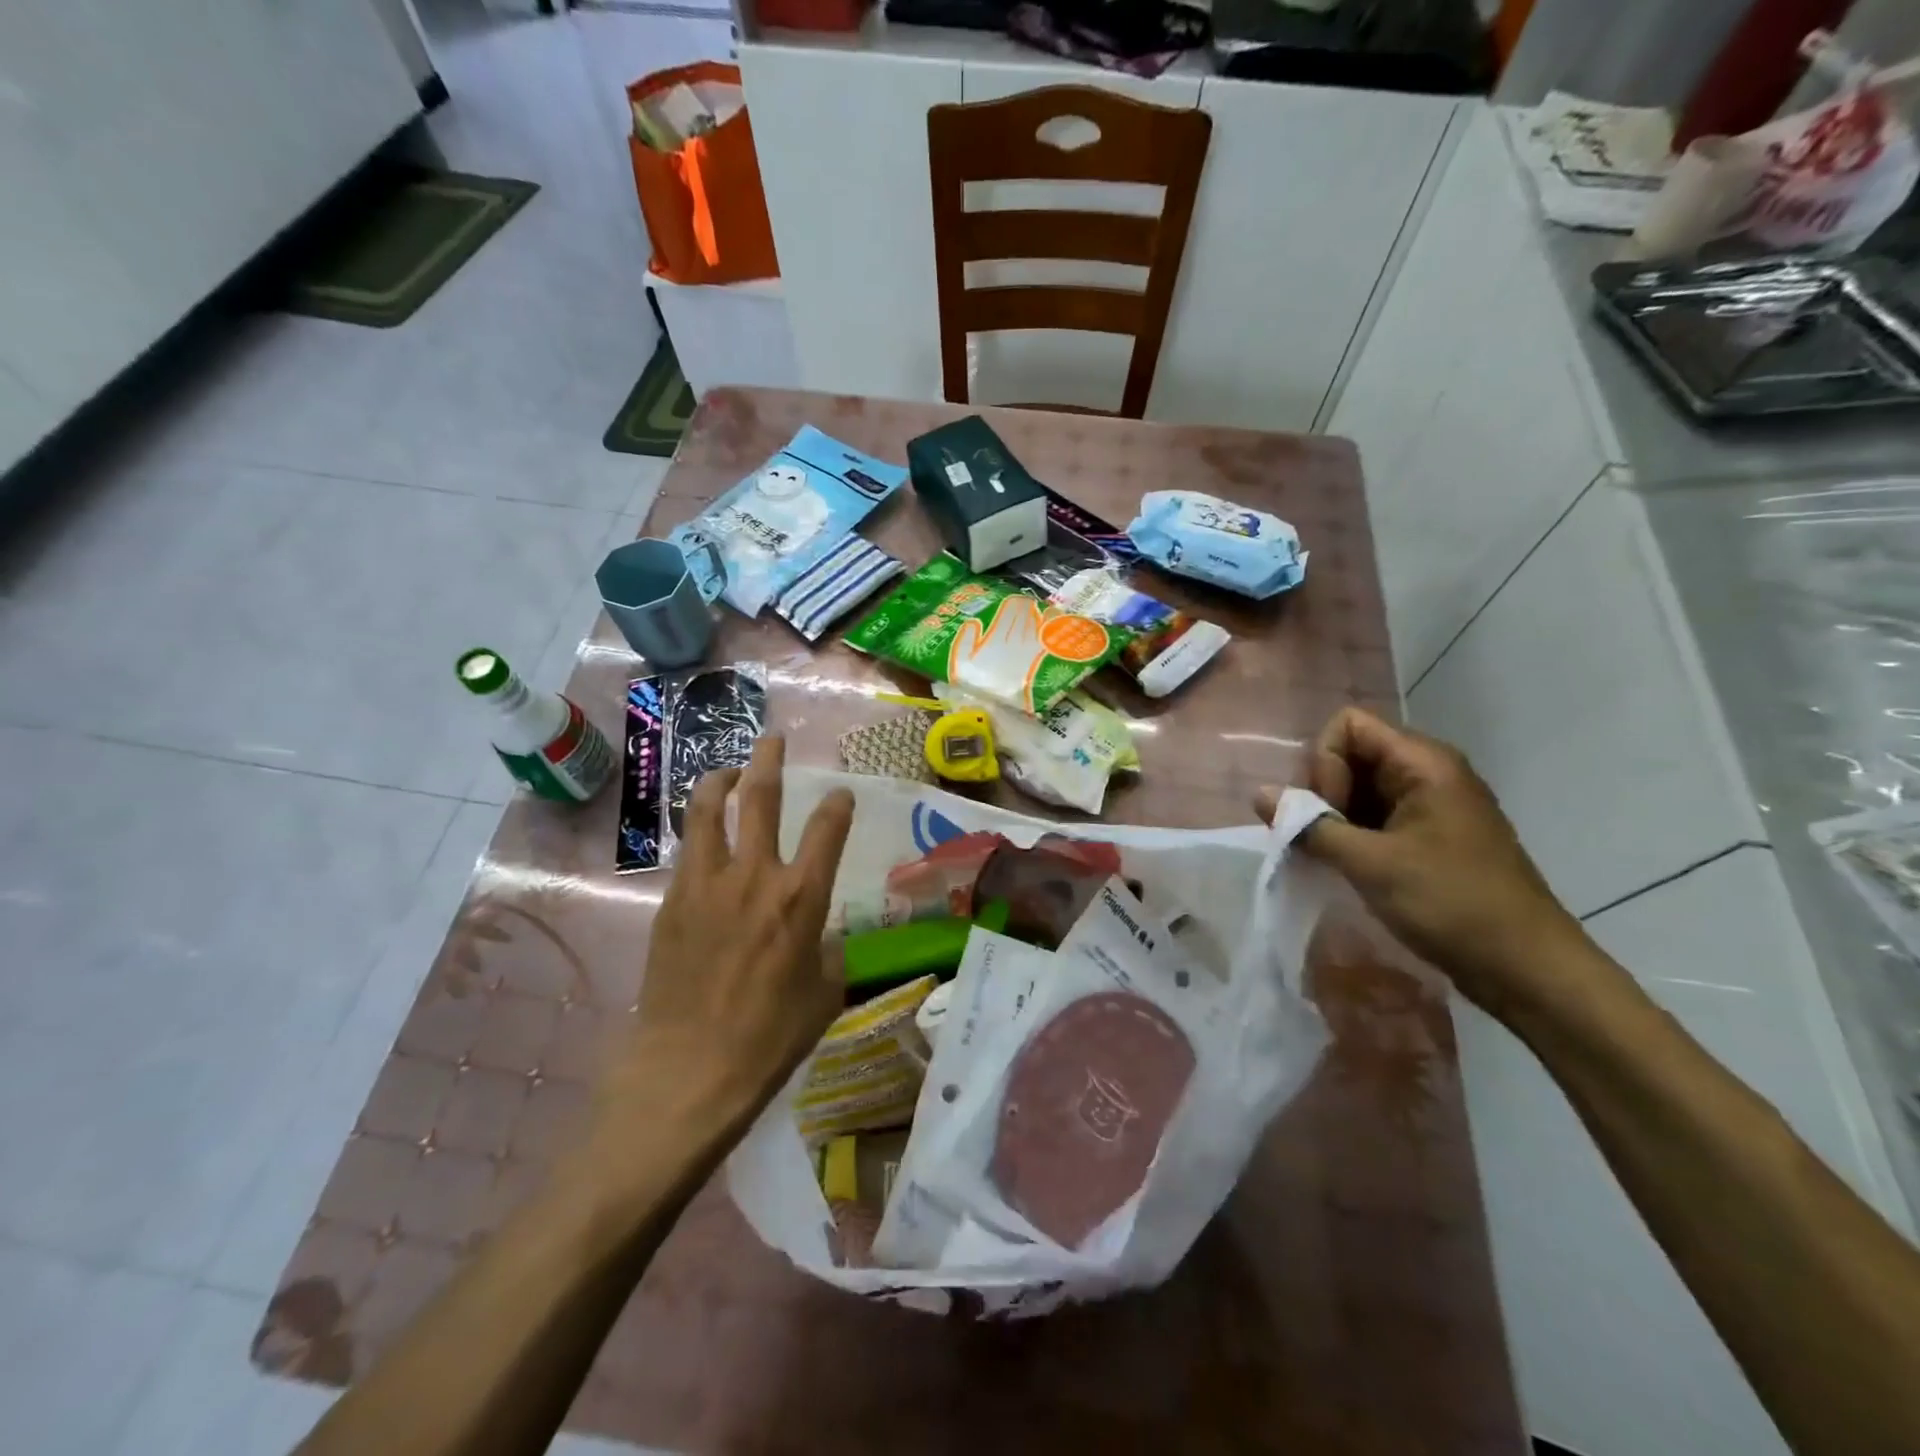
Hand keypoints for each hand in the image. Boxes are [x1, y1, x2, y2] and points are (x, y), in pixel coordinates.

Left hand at [596, 736, 854, 1149]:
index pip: (827, 828)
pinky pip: (688, 851)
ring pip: (709, 811)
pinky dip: (700, 832)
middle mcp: (754, 876)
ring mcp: (706, 884)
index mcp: (801, 898)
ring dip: (721, 781)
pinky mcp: (671, 901)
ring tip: (727, 770)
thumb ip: (826, 951)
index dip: (837, 804)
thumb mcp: (824, 994)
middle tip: (772, 740)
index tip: (840, 794)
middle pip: (761, 798)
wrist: (688, 1070)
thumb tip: (817, 935)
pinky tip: (704, 837)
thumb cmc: (769, 1038)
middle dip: (769, 762)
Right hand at [1263, 708, 1587, 1017]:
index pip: (1347, 727)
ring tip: (1329, 860)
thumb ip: (1310, 826)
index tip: (1328, 814)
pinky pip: (1375, 817)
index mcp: (1423, 763)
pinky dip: (1352, 836)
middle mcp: (1427, 773)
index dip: (1325, 764)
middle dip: (1323, 793)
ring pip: (1359, 789)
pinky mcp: (1429, 836)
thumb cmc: (1451, 904)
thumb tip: (1261, 795)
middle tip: (1321, 841)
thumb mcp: (1371, 864)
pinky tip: (1346, 868)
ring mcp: (1430, 805)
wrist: (1527, 968)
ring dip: (1333, 819)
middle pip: (1350, 755)